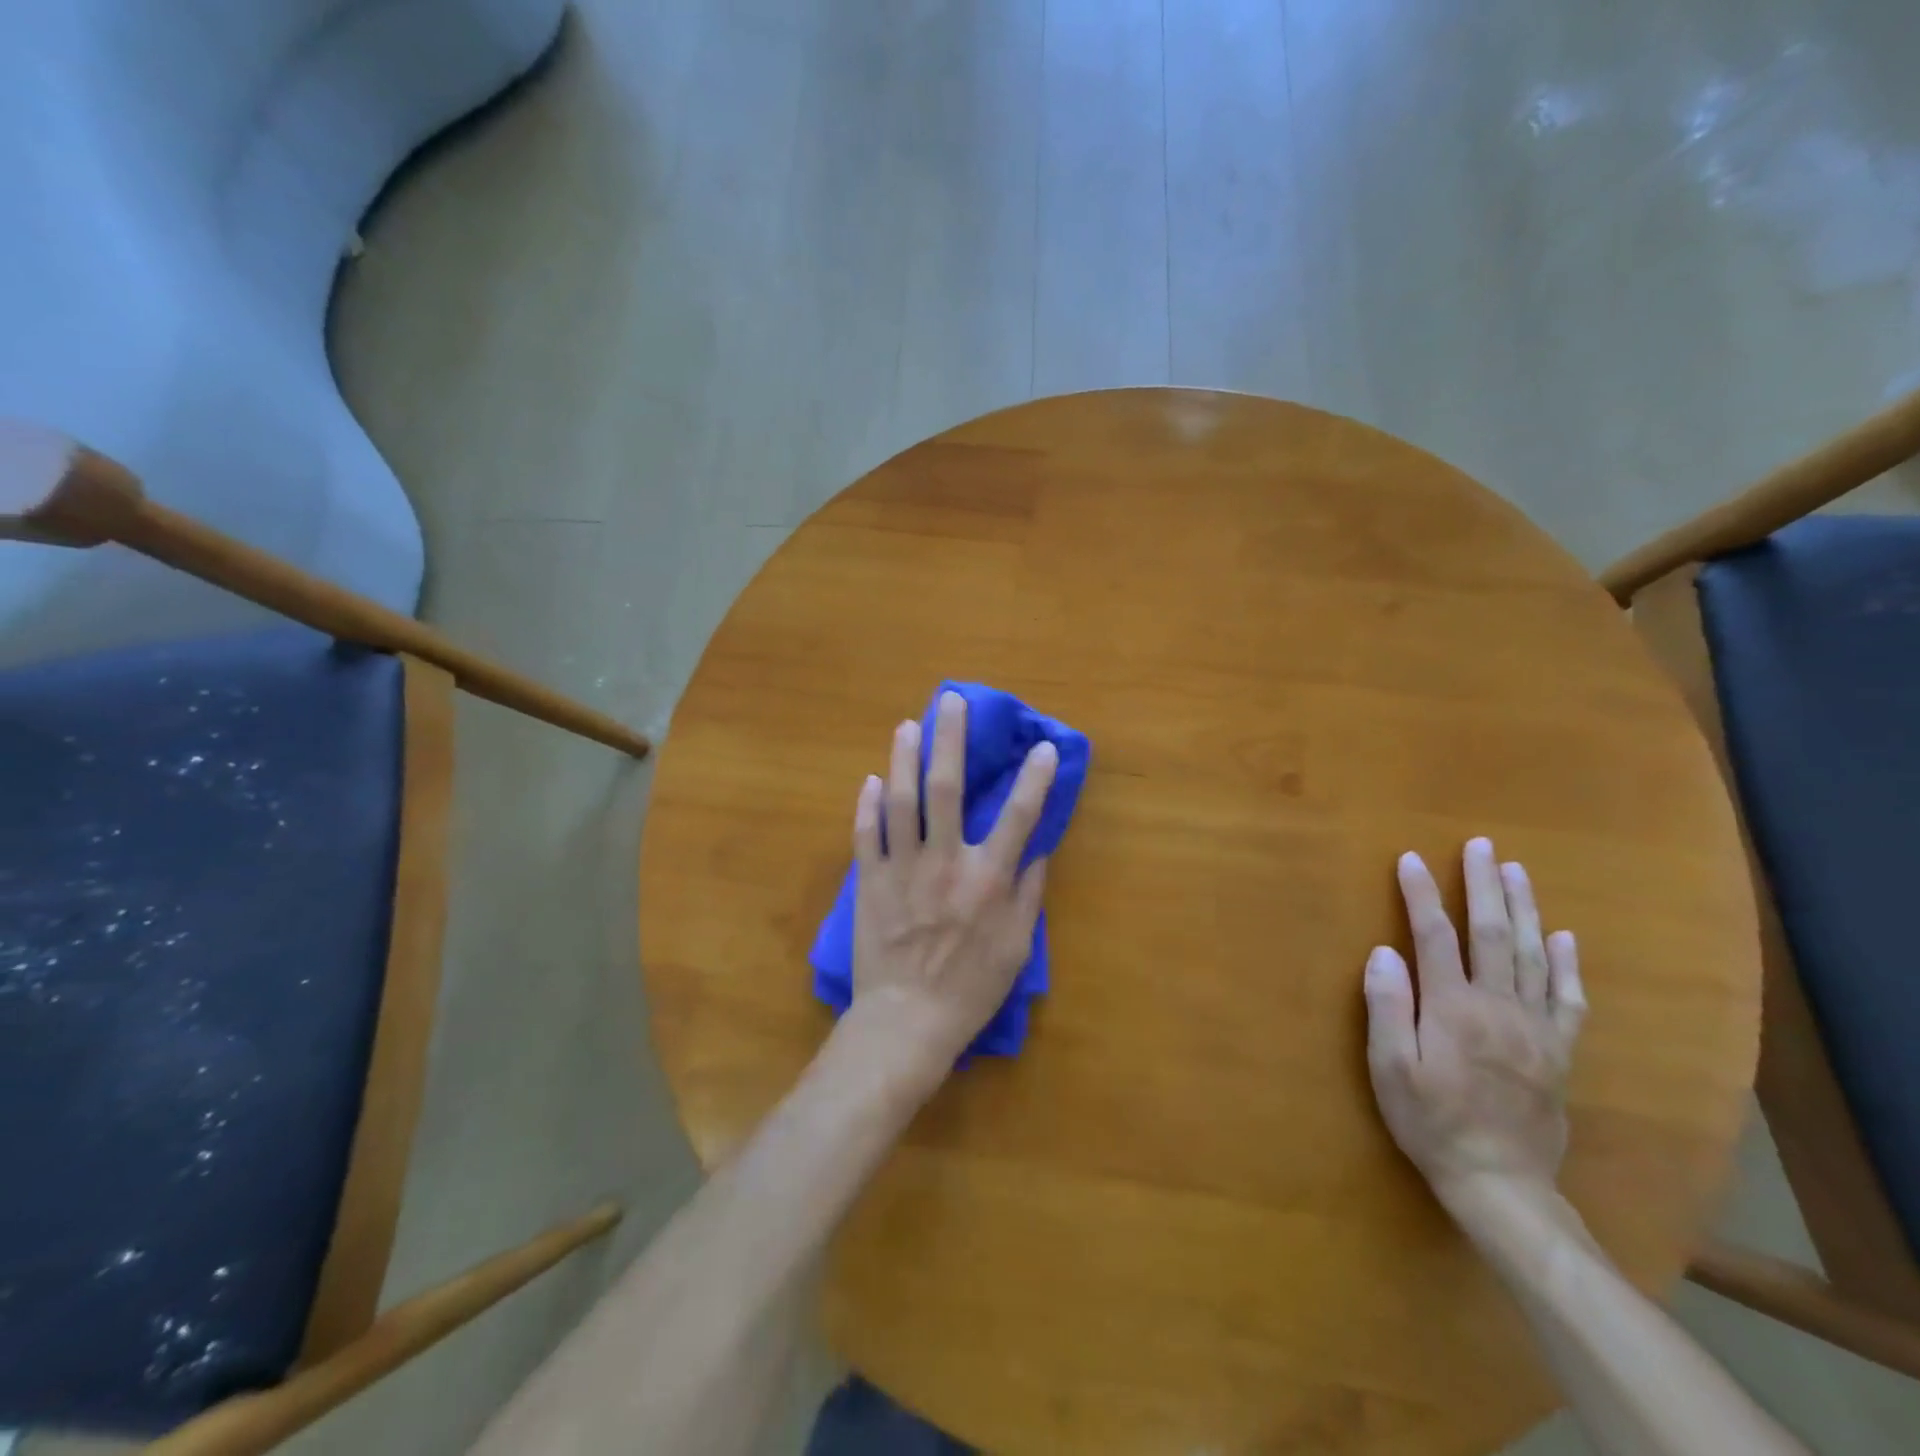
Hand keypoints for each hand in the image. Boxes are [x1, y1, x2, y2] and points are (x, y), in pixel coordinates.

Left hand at [848, 691, 1057, 1076]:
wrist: (906, 1021)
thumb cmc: (970, 988)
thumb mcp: (1016, 947)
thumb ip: (1027, 894)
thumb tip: (1036, 849)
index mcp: (987, 879)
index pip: (1018, 816)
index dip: (1035, 777)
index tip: (1044, 745)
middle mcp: (944, 862)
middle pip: (945, 788)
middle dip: (950, 739)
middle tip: (950, 701)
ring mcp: (901, 869)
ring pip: (900, 800)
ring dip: (904, 758)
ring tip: (907, 726)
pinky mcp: (869, 881)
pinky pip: (865, 834)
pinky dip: (867, 805)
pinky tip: (871, 780)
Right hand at [1363, 838, 1586, 1222]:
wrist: (1501, 1183)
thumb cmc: (1431, 1122)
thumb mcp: (1390, 1069)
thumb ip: (1387, 1008)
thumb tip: (1383, 952)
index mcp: (1452, 1007)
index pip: (1434, 936)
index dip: (1421, 895)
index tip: (1410, 859)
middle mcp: (1498, 1006)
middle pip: (1492, 934)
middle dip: (1483, 886)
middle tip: (1480, 846)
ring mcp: (1534, 1027)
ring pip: (1532, 955)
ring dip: (1524, 909)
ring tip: (1516, 871)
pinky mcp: (1557, 1050)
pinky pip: (1567, 999)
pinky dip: (1567, 965)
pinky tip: (1564, 938)